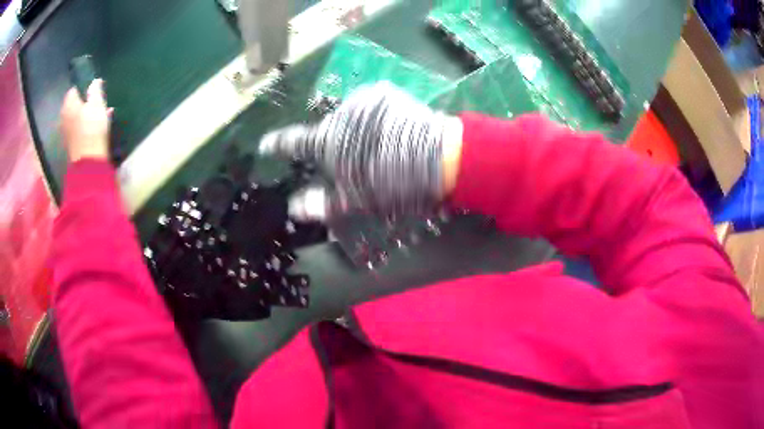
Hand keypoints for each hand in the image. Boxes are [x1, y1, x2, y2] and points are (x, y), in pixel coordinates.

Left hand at [60, 80, 111, 162]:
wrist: (88, 161)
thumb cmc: (92, 128)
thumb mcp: (97, 103)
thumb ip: (95, 90)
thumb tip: (94, 81)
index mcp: (68, 104)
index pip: (73, 90)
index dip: (82, 87)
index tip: (92, 89)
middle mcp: (64, 117)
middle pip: (74, 105)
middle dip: (84, 102)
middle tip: (96, 101)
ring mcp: (67, 133)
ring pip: (77, 117)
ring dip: (86, 115)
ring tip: (99, 114)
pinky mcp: (72, 144)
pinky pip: (80, 130)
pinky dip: (87, 126)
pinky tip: (97, 126)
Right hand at [260, 82, 462, 220]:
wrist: (438, 156)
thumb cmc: (393, 181)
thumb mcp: (356, 200)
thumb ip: (322, 203)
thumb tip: (294, 207)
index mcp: (328, 141)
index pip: (293, 142)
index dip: (277, 144)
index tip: (265, 144)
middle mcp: (340, 114)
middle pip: (328, 131)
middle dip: (334, 145)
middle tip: (355, 162)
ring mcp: (363, 99)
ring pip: (350, 119)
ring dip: (355, 131)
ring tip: (378, 148)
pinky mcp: (384, 92)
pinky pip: (369, 107)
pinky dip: (372, 119)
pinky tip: (389, 132)